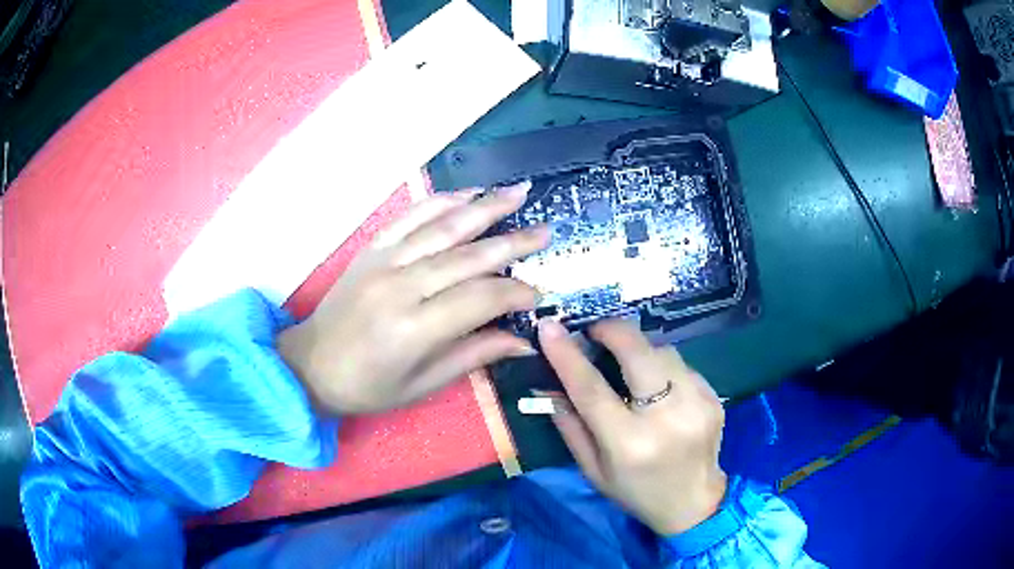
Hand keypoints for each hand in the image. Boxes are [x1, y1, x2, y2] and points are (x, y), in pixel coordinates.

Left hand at [279, 182, 548, 414]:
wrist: (310, 365)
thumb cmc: (367, 387)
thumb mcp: (423, 384)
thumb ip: (474, 355)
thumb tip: (523, 341)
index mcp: (414, 329)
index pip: (481, 299)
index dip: (516, 293)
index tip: (540, 293)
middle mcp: (400, 287)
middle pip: (468, 256)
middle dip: (512, 242)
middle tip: (546, 231)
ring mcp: (383, 261)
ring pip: (442, 227)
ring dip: (483, 207)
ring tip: (518, 192)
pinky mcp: (371, 249)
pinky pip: (409, 217)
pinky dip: (440, 201)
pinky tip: (466, 193)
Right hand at [537, 318, 727, 535]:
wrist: (693, 503)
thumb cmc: (636, 491)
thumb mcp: (593, 470)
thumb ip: (570, 426)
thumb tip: (549, 385)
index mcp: (629, 443)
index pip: (592, 389)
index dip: (567, 355)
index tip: (550, 328)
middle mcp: (666, 419)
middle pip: (637, 353)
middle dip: (611, 330)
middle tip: (594, 331)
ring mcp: (697, 404)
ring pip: (663, 351)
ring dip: (639, 350)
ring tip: (628, 364)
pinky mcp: (714, 397)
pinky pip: (682, 365)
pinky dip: (663, 367)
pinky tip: (658, 386)